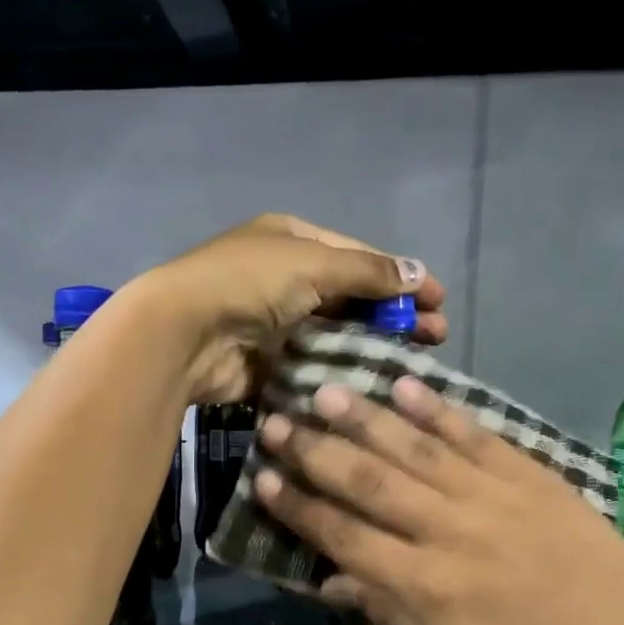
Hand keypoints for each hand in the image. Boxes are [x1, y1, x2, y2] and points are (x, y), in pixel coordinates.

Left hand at [139, 214, 447, 403]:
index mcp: (292, 240)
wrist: (185, 334)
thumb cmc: (250, 283)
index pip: (358, 256)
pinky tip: (373, 384)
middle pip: (350, 297)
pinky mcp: (268, 363)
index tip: (438, 300)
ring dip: (373, 346)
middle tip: (435, 337)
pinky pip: (314, 366)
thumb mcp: (314, 263)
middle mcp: (284, 278)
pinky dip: (341, 372)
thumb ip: (368, 272)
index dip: (400, 276)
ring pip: (335, 334)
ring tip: (413, 364)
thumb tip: (418, 273)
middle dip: (393, 315)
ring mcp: (275, 323)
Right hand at [253, 376, 623, 624]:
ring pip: (412, 449)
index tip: (262, 480)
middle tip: (274, 423)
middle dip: (314, 452)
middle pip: (367, 483)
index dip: (299, 508)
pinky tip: (404, 385)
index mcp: (422, 583)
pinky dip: (437, 409)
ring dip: (363, 418)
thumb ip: (387, 613)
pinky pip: (471, 434)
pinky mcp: (523, 472)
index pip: (344, 536)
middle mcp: (444, 530)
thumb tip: (331, 582)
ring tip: (323, 390)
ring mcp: (485, 495)